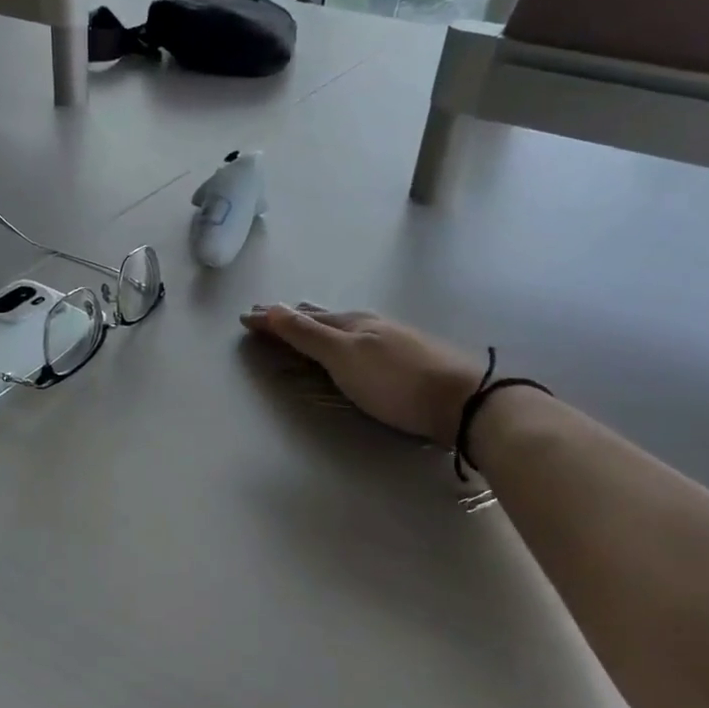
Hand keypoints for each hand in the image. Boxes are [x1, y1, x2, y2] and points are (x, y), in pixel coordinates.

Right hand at [240, 304, 488, 447]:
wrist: (463, 400)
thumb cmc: (396, 381)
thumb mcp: (345, 356)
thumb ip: (308, 334)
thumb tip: (272, 307)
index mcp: (351, 322)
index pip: (301, 317)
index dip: (273, 318)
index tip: (245, 317)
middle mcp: (369, 325)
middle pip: (322, 317)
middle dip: (292, 317)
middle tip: (267, 317)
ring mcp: (391, 340)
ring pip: (343, 327)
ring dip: (316, 326)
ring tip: (301, 324)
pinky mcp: (407, 359)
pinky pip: (359, 341)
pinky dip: (339, 339)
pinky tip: (350, 346)